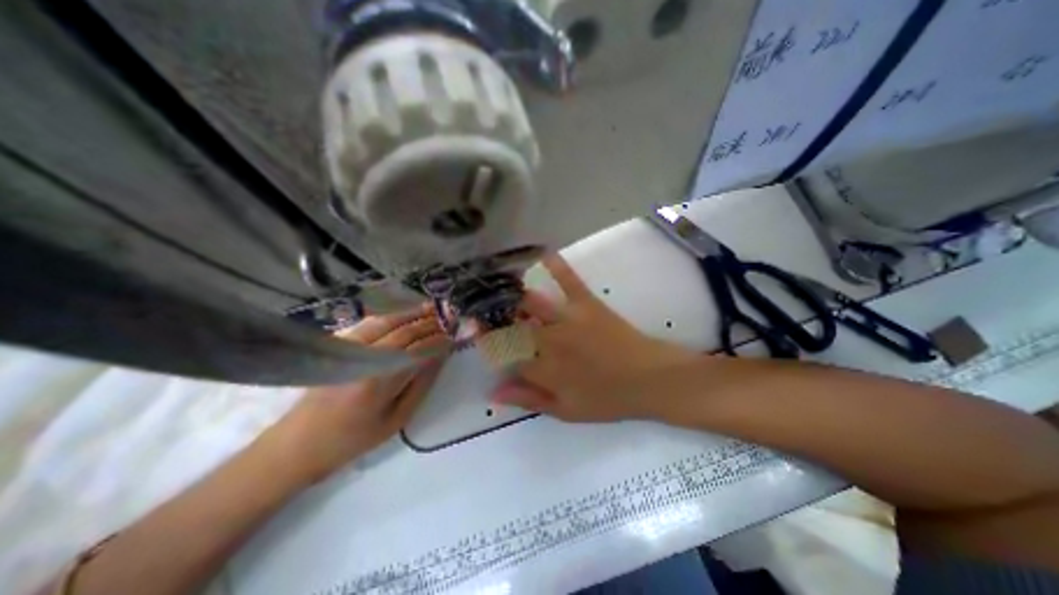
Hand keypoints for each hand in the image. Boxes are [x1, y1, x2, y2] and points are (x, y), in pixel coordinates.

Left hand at [266, 305, 447, 486]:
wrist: (297, 444)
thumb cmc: (353, 439)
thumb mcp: (396, 420)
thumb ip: (420, 385)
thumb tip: (439, 358)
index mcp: (378, 381)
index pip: (417, 351)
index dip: (438, 341)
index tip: (454, 336)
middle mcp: (362, 358)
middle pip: (403, 331)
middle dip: (429, 323)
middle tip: (449, 317)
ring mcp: (347, 349)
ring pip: (386, 321)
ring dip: (411, 313)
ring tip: (432, 308)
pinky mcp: (338, 346)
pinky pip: (369, 323)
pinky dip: (391, 316)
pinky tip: (404, 315)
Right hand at [491, 255, 700, 421]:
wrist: (649, 379)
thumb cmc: (607, 399)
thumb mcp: (566, 411)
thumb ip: (529, 400)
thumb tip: (493, 392)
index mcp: (544, 369)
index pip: (504, 354)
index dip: (487, 342)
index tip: (475, 332)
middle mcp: (550, 341)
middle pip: (511, 324)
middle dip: (491, 315)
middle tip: (478, 305)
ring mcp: (569, 319)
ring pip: (530, 303)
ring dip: (511, 294)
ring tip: (496, 284)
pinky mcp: (587, 304)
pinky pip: (569, 281)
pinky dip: (557, 266)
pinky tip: (544, 252)